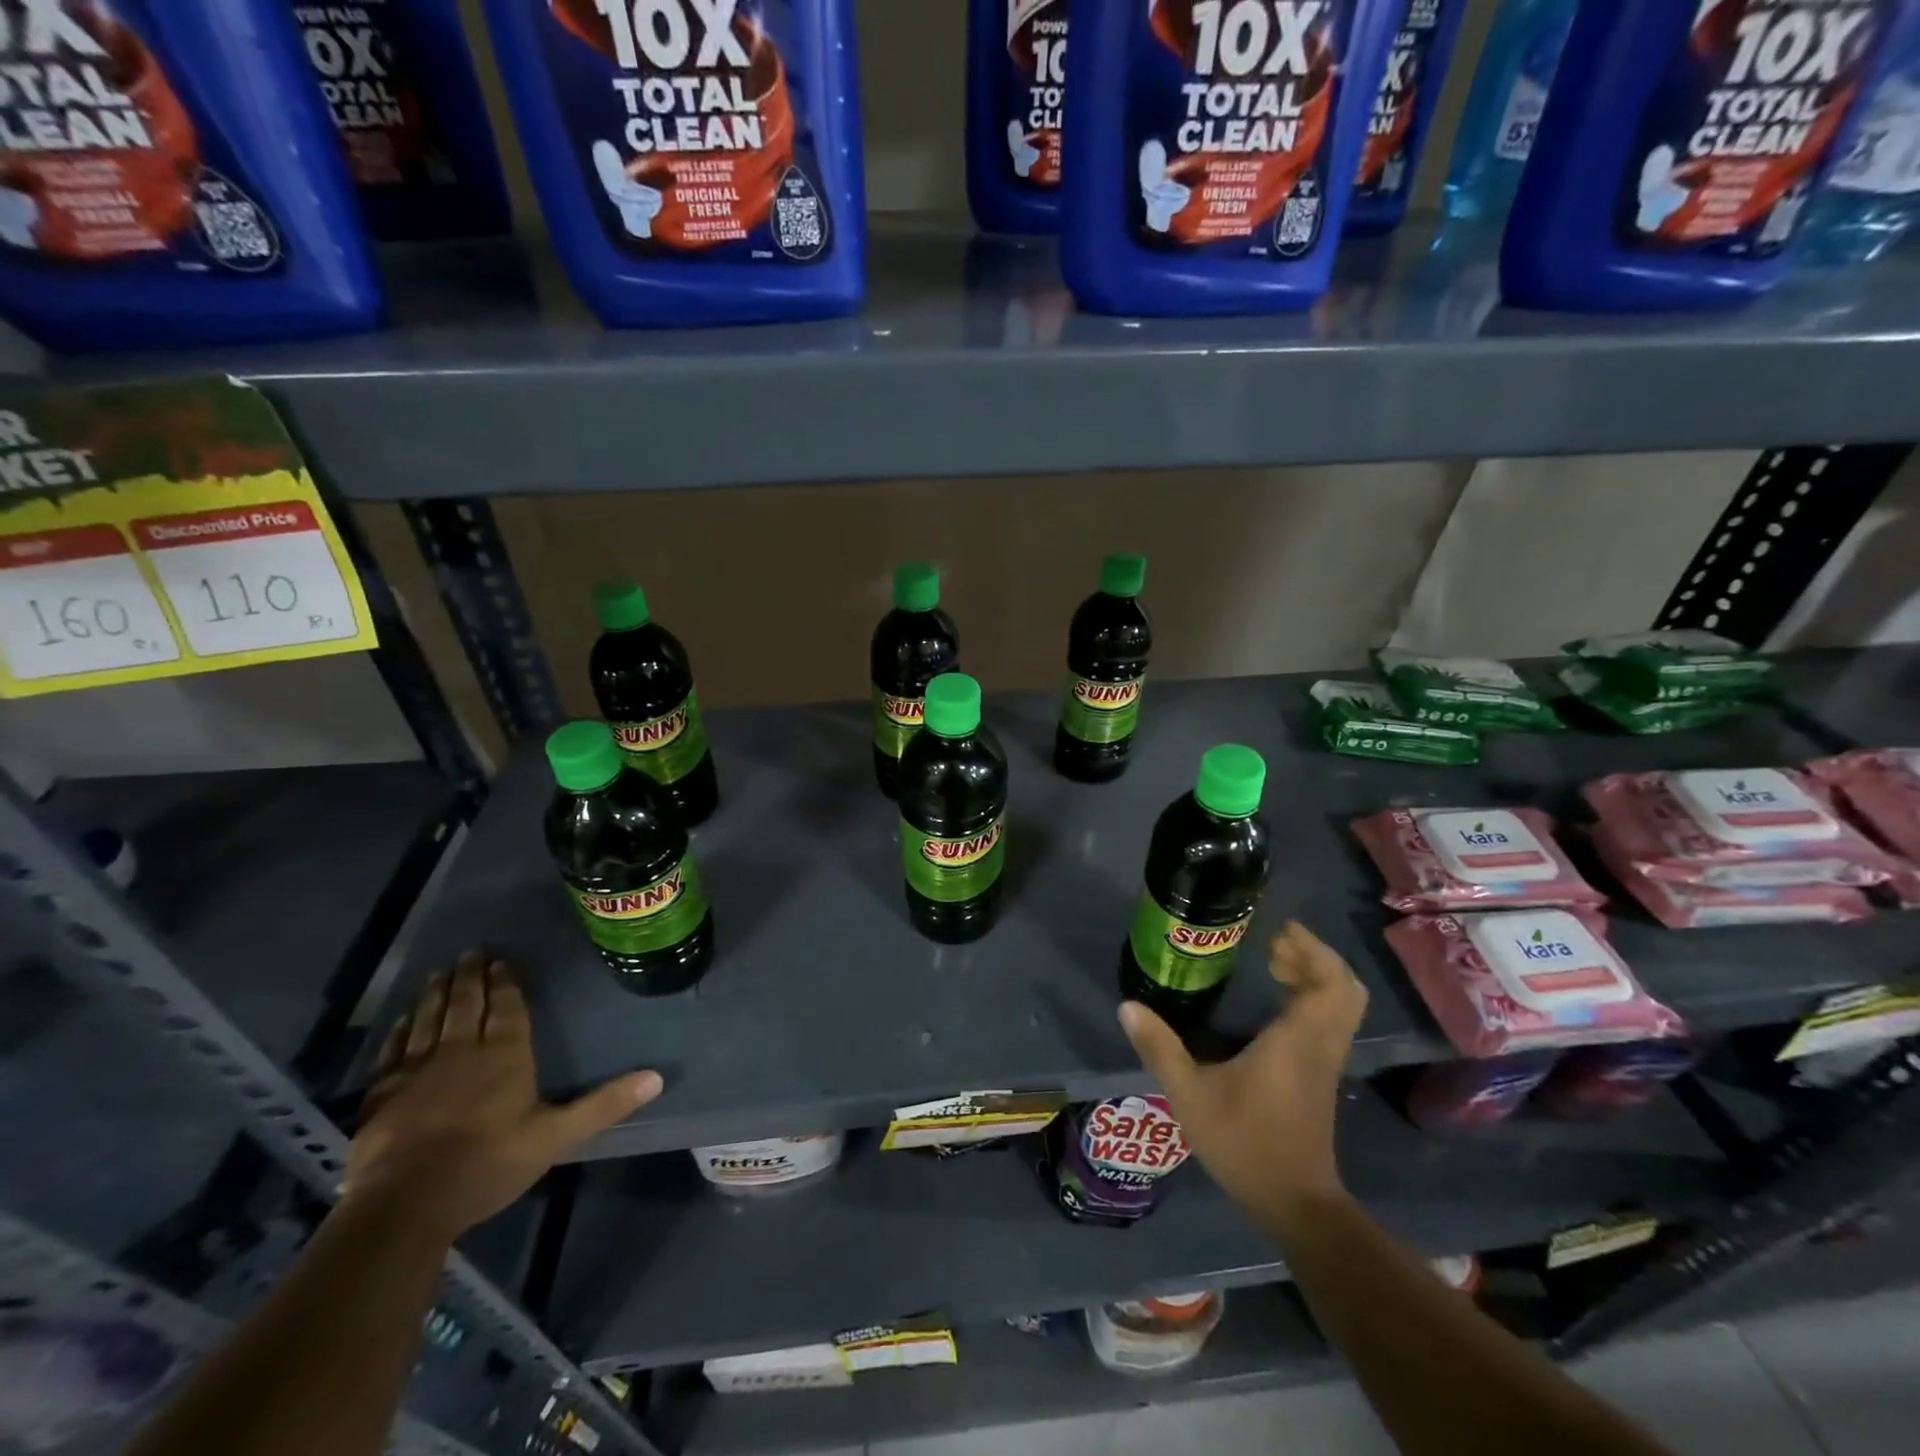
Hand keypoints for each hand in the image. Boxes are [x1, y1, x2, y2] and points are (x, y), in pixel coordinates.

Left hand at [346, 952, 662, 1239]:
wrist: (403, 1206)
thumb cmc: (488, 1165)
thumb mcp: (557, 1136)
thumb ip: (604, 1105)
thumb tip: (657, 1077)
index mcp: (505, 1055)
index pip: (507, 1008)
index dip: (506, 982)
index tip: (503, 960)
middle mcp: (461, 1051)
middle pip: (467, 1004)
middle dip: (471, 977)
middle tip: (472, 952)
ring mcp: (417, 1071)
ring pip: (428, 1020)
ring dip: (436, 995)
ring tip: (440, 973)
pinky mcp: (382, 1095)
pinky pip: (393, 1051)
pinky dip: (399, 1031)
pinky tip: (402, 1021)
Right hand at [1119, 921, 1365, 1226]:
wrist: (1295, 1204)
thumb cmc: (1245, 1143)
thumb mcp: (1190, 1095)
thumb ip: (1160, 1048)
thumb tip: (1127, 1006)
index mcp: (1298, 1039)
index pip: (1329, 981)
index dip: (1311, 949)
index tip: (1278, 930)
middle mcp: (1320, 1044)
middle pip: (1345, 987)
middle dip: (1315, 957)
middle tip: (1273, 945)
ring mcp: (1326, 1061)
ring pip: (1342, 1005)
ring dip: (1315, 976)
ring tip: (1272, 964)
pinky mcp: (1322, 1075)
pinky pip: (1331, 1021)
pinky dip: (1313, 999)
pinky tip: (1274, 1003)